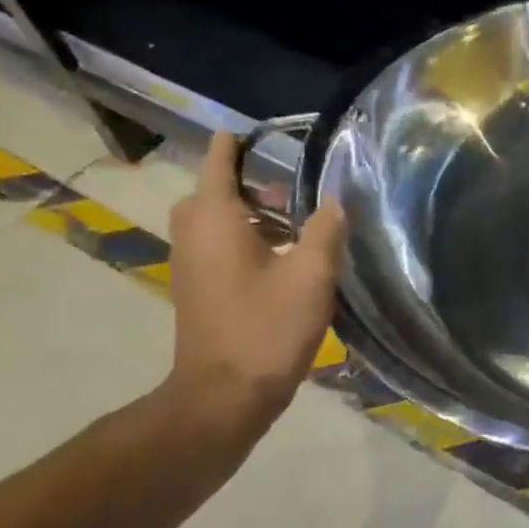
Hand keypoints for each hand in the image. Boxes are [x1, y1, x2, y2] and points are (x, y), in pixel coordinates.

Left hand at [161, 131, 345, 449]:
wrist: (224, 396)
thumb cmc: (266, 328)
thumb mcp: (311, 275)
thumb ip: (325, 230)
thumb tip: (335, 200)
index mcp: (216, 221)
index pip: (219, 162)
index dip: (238, 142)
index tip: (267, 130)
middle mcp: (195, 235)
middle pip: (212, 191)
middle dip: (246, 178)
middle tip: (289, 178)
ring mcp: (193, 265)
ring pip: (215, 220)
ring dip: (249, 210)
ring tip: (295, 213)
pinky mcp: (201, 289)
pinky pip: (218, 245)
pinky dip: (245, 236)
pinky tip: (284, 252)